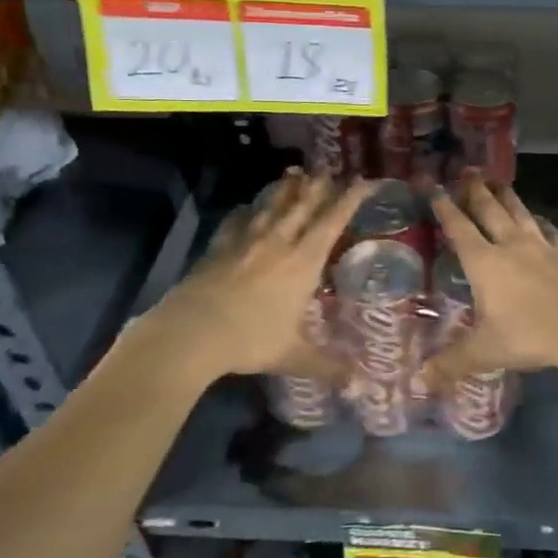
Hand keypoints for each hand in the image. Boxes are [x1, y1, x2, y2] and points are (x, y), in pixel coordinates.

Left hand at [139, 170, 367, 381]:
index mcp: (303, 262)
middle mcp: (279, 243)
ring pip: (272, 206)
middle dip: (320, 187)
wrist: (192, 332)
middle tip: (330, 172)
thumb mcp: (292, 356)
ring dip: (286, 189)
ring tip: (295, 173)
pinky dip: (247, 211)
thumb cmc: (250, 340)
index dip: (351, 198)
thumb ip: (326, 366)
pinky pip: (238, 221)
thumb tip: (357, 385)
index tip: (365, 181)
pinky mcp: (219, 247)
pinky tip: (247, 208)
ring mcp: (246, 241)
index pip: (333, 220)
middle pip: (303, 205)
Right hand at [426, 174, 557, 381]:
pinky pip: (551, 232)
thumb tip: (419, 382)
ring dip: (507, 196)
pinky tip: (540, 220)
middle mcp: (511, 246)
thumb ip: (451, 364)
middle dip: (476, 191)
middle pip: (490, 210)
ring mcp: (543, 248)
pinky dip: (541, 223)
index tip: (434, 187)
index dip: (445, 207)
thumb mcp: (484, 352)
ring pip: (520, 214)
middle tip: (467, 171)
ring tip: (498, 182)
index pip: (459, 228)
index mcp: (484, 263)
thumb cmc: (529, 336)